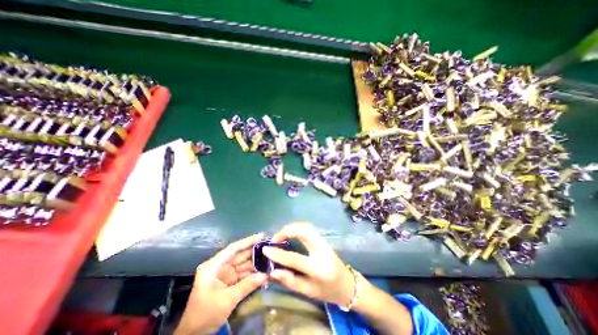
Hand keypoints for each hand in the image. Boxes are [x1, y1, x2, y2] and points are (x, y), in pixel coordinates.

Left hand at [174, 233, 265, 334]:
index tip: (262, 235)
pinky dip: (253, 274)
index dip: (248, 241)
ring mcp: (225, 274)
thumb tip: (266, 275)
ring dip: (256, 263)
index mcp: (214, 266)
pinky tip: (264, 273)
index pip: (233, 248)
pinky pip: (244, 275)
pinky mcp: (229, 282)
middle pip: (240, 255)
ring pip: (244, 265)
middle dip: (255, 252)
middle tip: (271, 247)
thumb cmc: (204, 315)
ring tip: (271, 259)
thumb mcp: (226, 300)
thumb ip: (247, 285)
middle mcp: (220, 266)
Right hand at [262, 222, 353, 305]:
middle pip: (303, 231)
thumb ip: (290, 281)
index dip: (278, 253)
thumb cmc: (328, 291)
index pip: (294, 258)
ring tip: (281, 236)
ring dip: (291, 228)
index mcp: (318, 268)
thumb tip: (273, 271)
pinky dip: (297, 227)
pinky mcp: (323, 238)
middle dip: (286, 231)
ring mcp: (324, 241)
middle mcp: (321, 250)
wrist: (348, 284)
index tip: (265, 249)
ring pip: (306, 226)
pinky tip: (291, 233)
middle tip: (275, 240)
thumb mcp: (308, 292)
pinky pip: (308, 228)